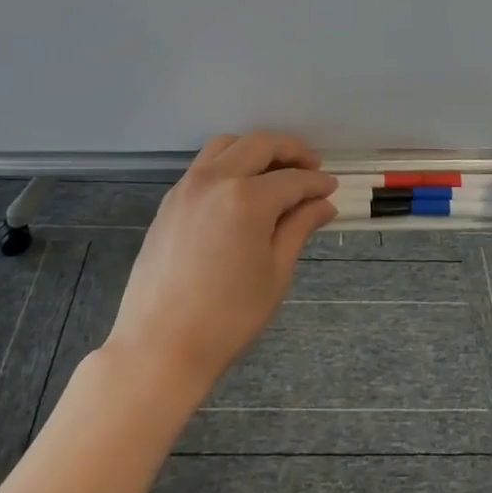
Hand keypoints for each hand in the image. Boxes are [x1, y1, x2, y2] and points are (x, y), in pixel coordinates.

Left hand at [104, 133, 336, 402]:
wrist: (159, 347)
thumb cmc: (228, 318)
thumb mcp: (275, 273)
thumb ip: (299, 228)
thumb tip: (323, 204)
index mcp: (247, 198)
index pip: (293, 179)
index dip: (317, 182)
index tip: (331, 189)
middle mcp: (215, 179)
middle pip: (259, 145)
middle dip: (290, 151)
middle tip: (312, 167)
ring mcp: (187, 186)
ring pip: (226, 145)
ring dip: (255, 149)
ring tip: (275, 171)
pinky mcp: (170, 201)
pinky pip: (204, 165)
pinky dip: (228, 162)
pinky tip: (240, 188)